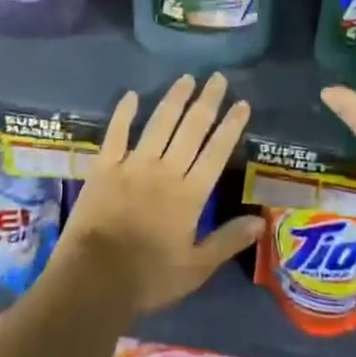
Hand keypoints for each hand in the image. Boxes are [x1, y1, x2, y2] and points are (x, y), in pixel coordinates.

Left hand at [57, 73, 263, 315]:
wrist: (94, 278)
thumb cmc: (149, 277)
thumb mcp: (196, 268)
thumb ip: (228, 241)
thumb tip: (261, 221)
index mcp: (191, 194)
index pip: (217, 152)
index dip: (231, 126)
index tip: (242, 103)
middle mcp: (166, 170)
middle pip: (191, 129)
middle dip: (207, 102)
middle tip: (217, 77)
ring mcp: (133, 165)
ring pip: (159, 124)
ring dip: (174, 99)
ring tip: (186, 78)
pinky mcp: (105, 167)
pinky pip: (116, 133)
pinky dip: (124, 113)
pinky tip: (131, 95)